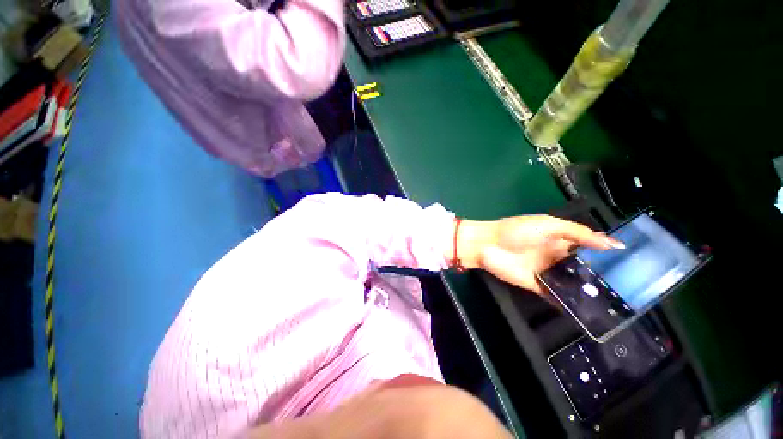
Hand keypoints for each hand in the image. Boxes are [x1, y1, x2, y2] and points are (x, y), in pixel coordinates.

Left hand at [449, 215, 623, 297]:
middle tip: (630, 292)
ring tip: (616, 307)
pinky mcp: (537, 286)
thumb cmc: (517, 231)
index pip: (589, 248)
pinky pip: (556, 296)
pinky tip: (588, 315)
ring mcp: (547, 272)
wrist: (488, 245)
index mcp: (560, 240)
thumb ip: (578, 233)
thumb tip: (613, 244)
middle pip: (583, 268)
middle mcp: (556, 257)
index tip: (634, 266)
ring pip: (572, 283)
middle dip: (602, 277)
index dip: (607, 255)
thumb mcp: (549, 225)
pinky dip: (569, 304)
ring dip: (588, 292)